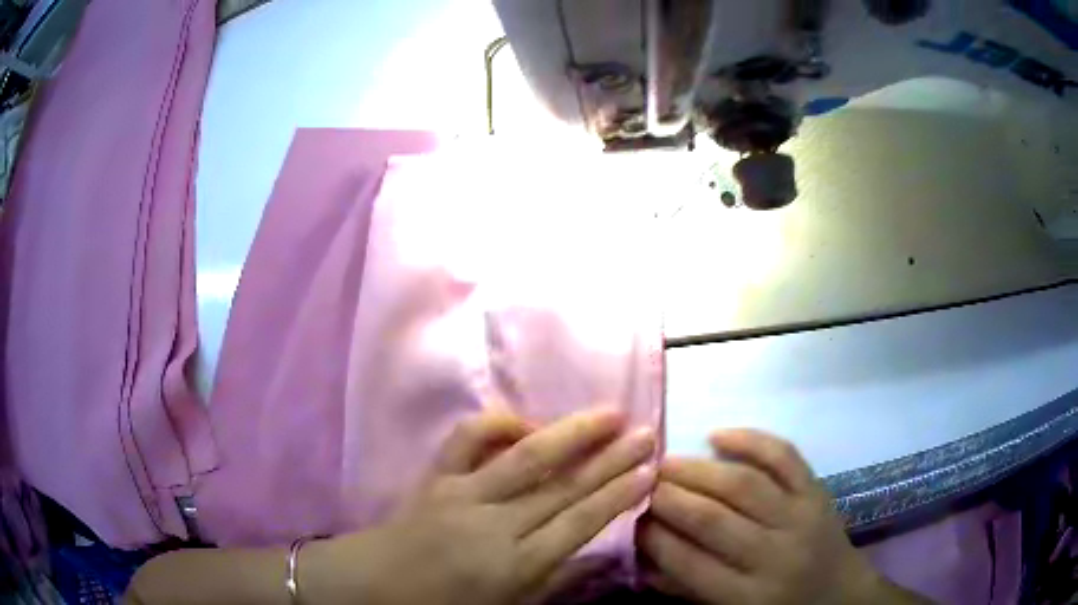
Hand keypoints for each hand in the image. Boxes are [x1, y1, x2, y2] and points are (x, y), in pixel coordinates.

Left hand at [306, 408, 657, 604]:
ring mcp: (462, 493)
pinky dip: (499, 422)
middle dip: (610, 458)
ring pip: (526, 457)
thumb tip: (596, 549)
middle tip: (647, 432)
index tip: (651, 471)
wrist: (374, 585)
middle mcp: (494, 525)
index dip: (618, 495)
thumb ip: (554, 581)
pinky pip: (467, 438)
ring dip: (572, 432)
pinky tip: (527, 422)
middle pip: (563, 486)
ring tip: (609, 414)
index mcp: (514, 565)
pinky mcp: (436, 475)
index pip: (579, 524)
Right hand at [638, 429, 913, 604]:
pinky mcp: (817, 490)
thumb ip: (684, 588)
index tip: (629, 517)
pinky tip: (718, 434)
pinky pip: (784, 456)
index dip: (653, 536)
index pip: (689, 562)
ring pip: (743, 483)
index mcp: (748, 596)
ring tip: (665, 461)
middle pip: (713, 518)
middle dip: (668, 496)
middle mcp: (775, 555)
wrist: (839, 593)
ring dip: (698, 469)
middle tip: (638, 482)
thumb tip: (640, 556)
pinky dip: (751, 439)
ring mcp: (801, 516)